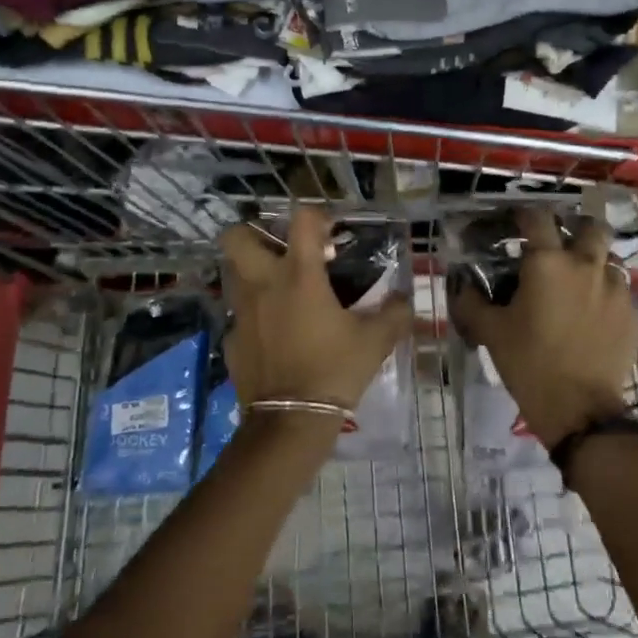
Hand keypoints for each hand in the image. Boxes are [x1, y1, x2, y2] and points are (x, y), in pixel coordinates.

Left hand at [220, 206, 412, 412]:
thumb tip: (406, 299)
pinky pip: (237, 316)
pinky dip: (251, 316)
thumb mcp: (375, 341)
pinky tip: (271, 332)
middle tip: (281, 250)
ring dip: (249, 271)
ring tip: (275, 286)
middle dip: (254, 234)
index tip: (329, 233)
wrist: (291, 421)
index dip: (316, 216)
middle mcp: (263, 284)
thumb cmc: (334, 370)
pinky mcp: (231, 340)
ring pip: (231, 273)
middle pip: (237, 237)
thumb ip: (394, 314)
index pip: (301, 219)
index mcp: (299, 275)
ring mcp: (241, 312)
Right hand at [450, 209, 637, 448]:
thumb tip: (462, 284)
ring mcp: (616, 290)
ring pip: (611, 260)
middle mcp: (586, 266)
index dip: (526, 215)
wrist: (579, 409)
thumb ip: (472, 302)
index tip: (518, 222)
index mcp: (548, 263)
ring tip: (582, 284)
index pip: (538, 218)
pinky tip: (598, 317)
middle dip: (578, 229)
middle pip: (592, 227)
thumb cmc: (529, 363)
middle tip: (563, 246)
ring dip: (597, 265)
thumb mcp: (490, 331)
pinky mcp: (634, 316)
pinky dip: (609, 297)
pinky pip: (623, 294)